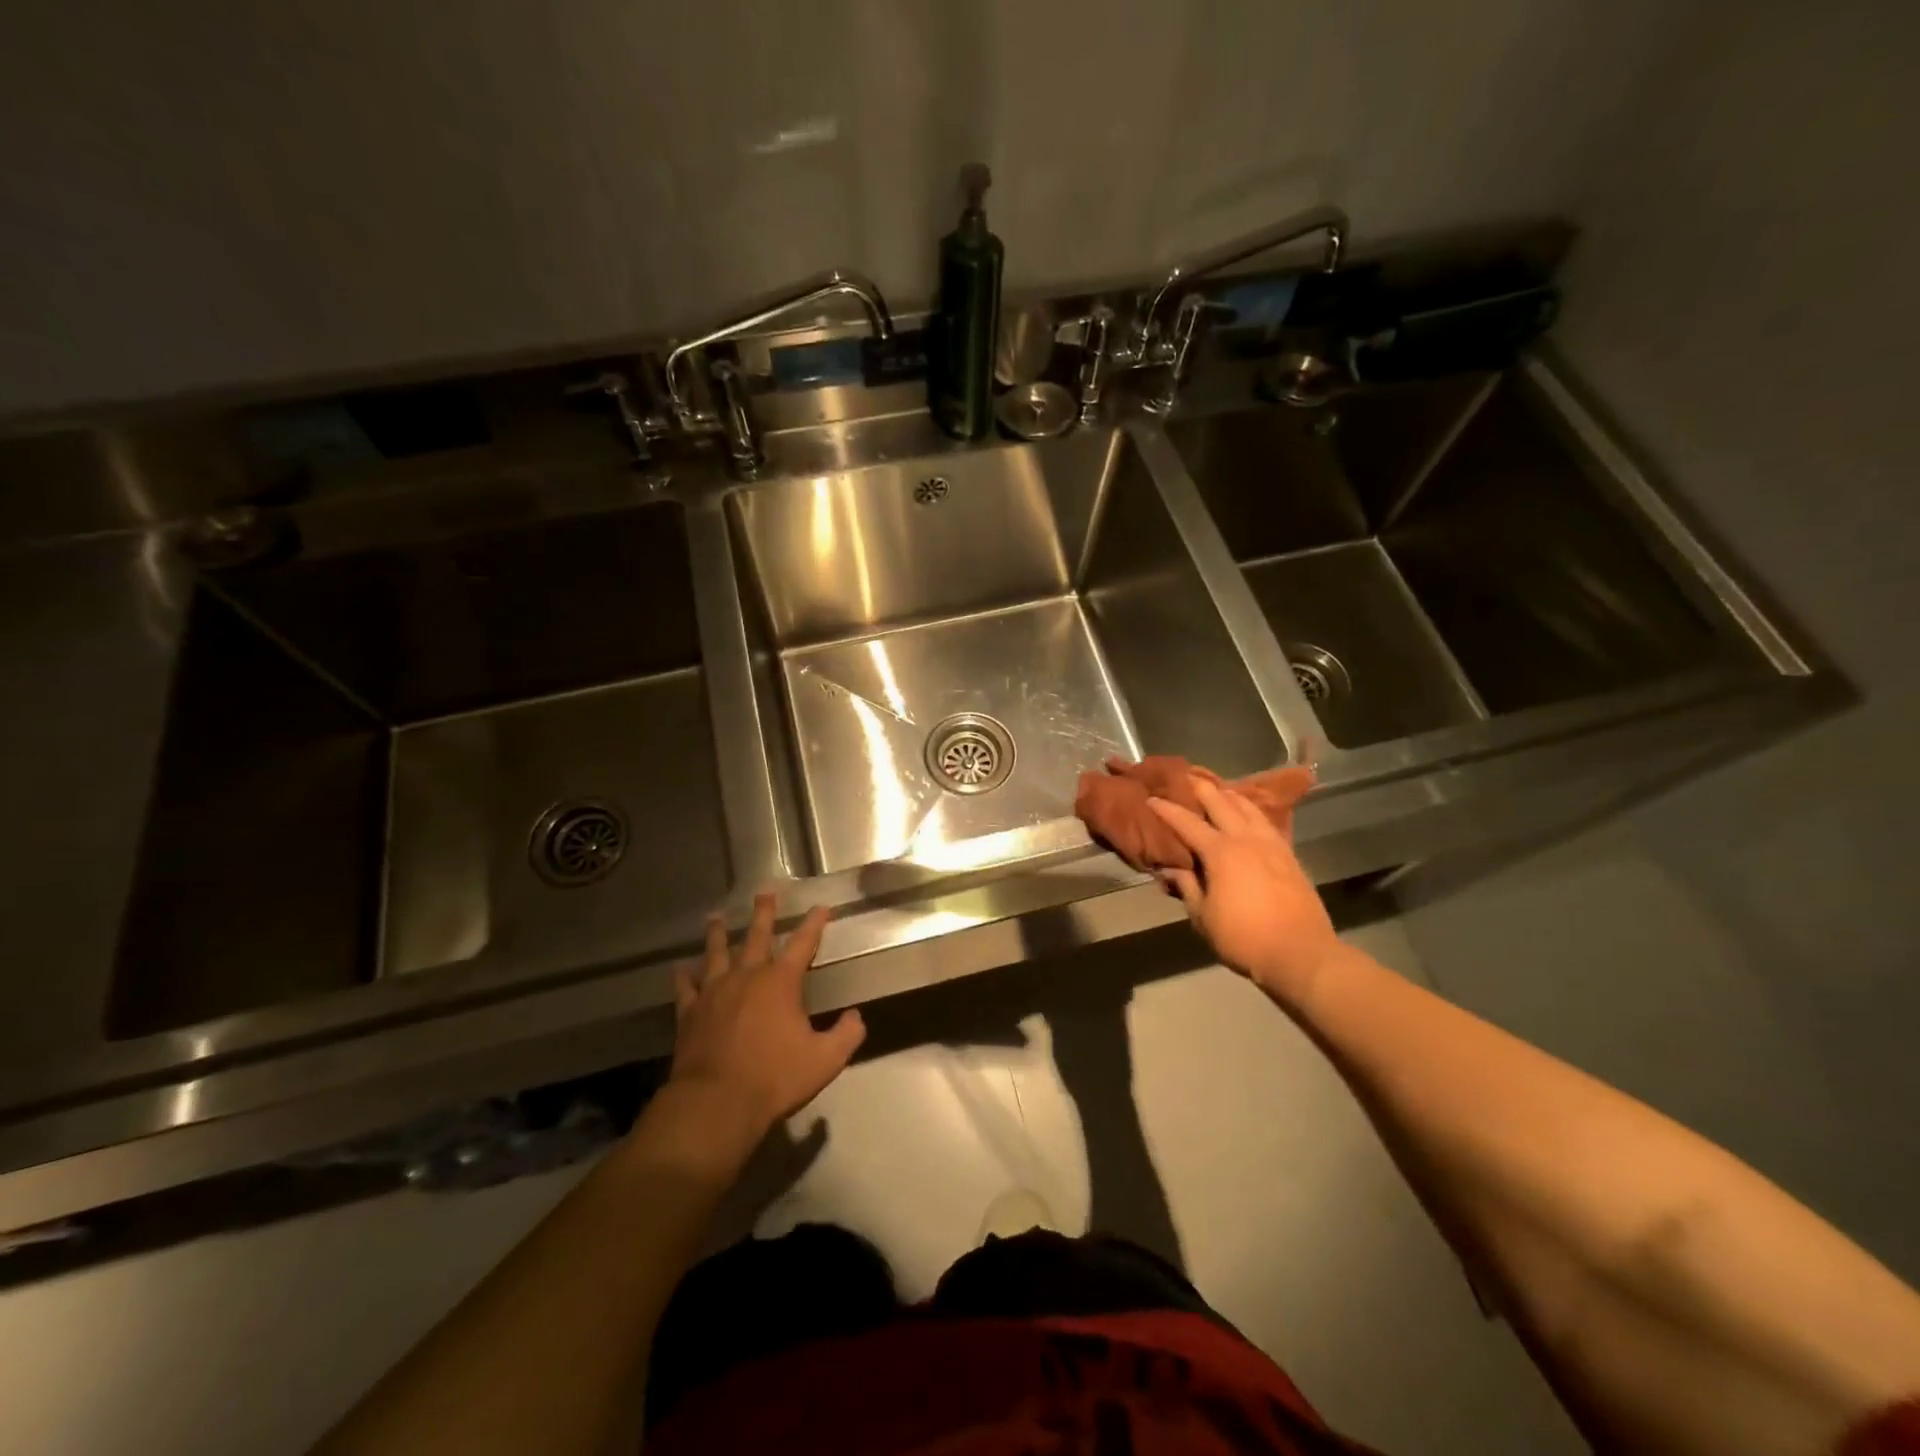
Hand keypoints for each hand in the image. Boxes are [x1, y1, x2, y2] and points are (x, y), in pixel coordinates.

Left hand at [670, 893, 866, 1134]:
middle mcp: (747, 976)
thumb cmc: (775, 1078)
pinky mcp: (690, 1013)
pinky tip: (681, 969)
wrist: (717, 1103)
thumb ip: (847, 1035)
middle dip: (764, 914)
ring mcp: (714, 992)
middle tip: (764, 893)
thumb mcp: (825, 1060)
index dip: (814, 923)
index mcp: (781, 982)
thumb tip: (856, 1017)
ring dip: (719, 934)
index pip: (803, 943)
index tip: (821, 907)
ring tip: (716, 917)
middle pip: (757, 936)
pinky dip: (684, 977)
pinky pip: (686, 988)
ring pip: (717, 953)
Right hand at [1147, 775, 1340, 1004]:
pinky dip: (1252, 811)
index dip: (1167, 810)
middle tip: (1186, 777)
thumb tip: (1171, 867)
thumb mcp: (1202, 917)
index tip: (1151, 799)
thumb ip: (1187, 886)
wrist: (1301, 954)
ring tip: (1219, 789)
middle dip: (1201, 788)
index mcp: (1220, 852)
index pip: (1187, 823)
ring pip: (1248, 808)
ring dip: (1230, 795)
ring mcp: (1271, 845)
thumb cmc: (1243, 938)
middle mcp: (1245, 839)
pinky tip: (1249, 814)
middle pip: (1221, 803)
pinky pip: (1266, 822)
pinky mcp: (1289, 855)